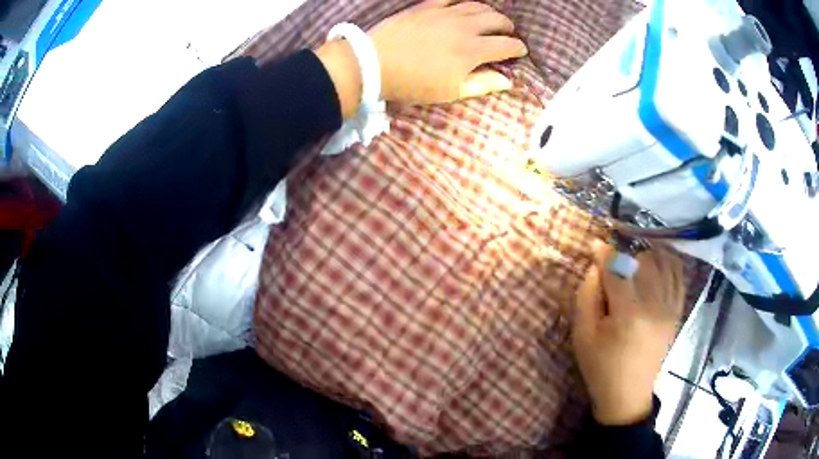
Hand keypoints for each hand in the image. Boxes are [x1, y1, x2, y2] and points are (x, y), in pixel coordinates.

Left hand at [316, 0, 526, 116]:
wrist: (375, 63)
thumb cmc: (414, 83)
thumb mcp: (451, 91)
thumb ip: (483, 84)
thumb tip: (508, 81)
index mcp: (474, 50)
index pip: (507, 45)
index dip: (518, 48)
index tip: (520, 51)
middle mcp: (465, 27)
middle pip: (497, 21)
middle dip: (508, 28)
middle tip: (508, 33)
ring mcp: (446, 13)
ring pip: (478, 6)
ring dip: (491, 12)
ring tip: (492, 19)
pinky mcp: (428, 6)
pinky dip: (464, 1)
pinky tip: (465, 5)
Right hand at [572, 240, 685, 425]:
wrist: (627, 396)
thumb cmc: (600, 367)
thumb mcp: (582, 335)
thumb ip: (586, 296)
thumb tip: (596, 265)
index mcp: (628, 314)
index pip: (618, 269)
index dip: (606, 254)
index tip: (596, 245)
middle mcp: (655, 306)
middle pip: (643, 262)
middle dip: (626, 255)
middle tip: (614, 263)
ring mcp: (670, 308)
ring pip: (663, 263)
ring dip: (647, 255)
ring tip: (634, 260)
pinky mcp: (677, 313)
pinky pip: (679, 276)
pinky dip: (669, 262)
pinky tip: (657, 262)